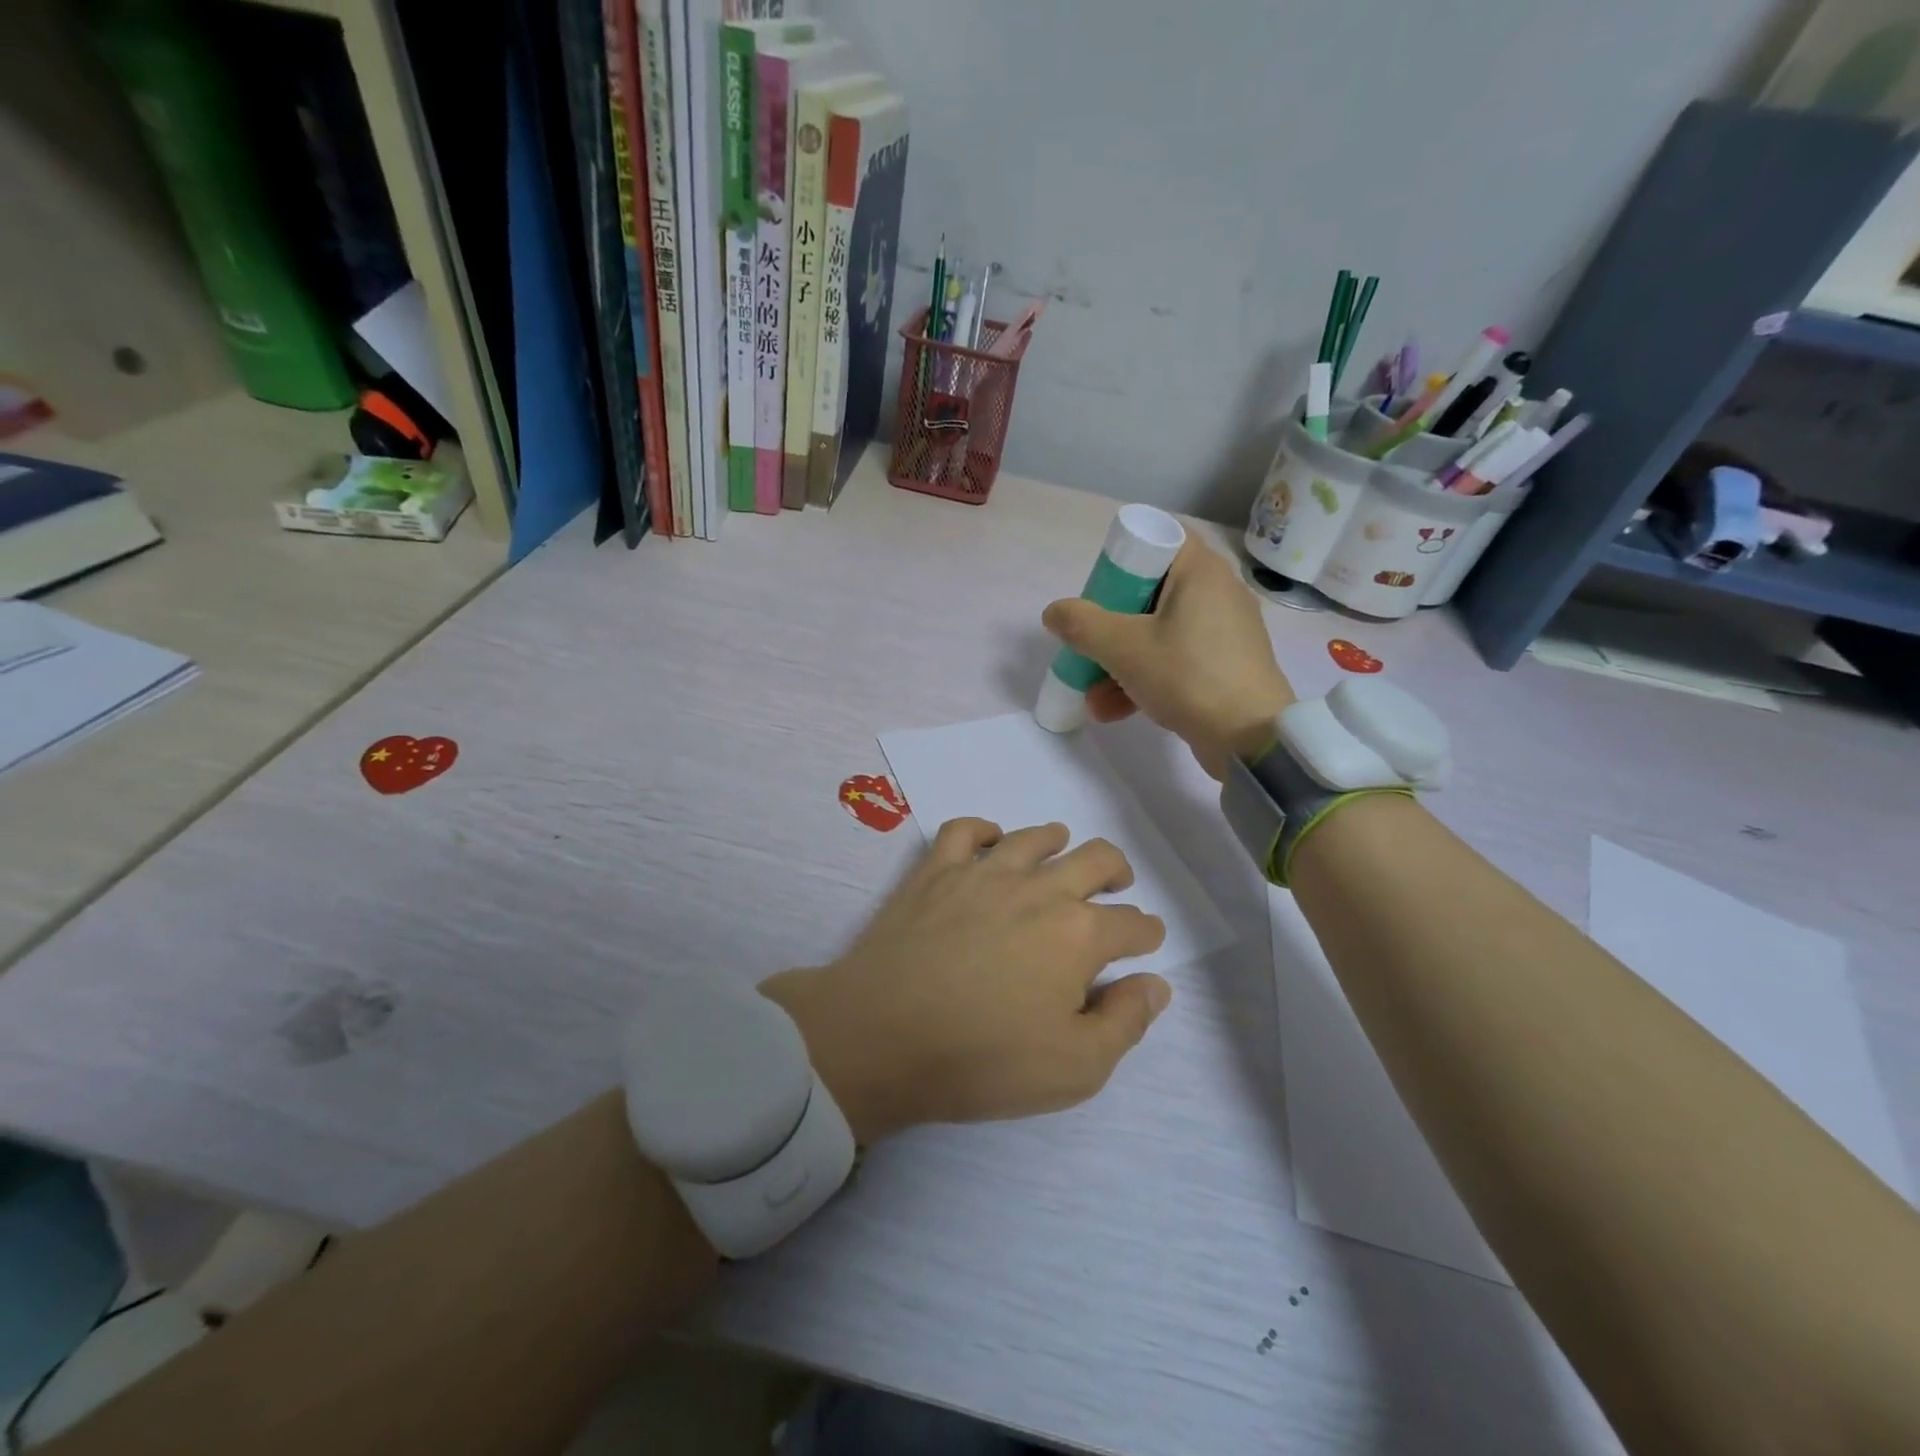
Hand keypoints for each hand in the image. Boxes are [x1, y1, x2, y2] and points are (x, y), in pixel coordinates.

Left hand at [759, 819, 1170, 1143]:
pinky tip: (990, 841)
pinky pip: (965, 829)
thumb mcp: (1075, 1068)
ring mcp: (984, 872)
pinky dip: (984, 830)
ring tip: (1062, 850)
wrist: (882, 1035)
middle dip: (1117, 870)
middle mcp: (1039, 889)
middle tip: (1117, 885)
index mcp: (1079, 934)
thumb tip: (1154, 984)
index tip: (1146, 939)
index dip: (1147, 933)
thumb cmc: (983, 1059)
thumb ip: (1124, 1022)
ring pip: (1034, 837)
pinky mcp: (936, 870)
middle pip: (1095, 859)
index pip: (1132, 924)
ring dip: (1059, 840)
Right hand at [1042, 537, 1294, 778]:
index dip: (1124, 559)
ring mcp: (1224, 632)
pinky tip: (1112, 711)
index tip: (1100, 591)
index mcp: (1201, 571)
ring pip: (1159, 633)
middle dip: (1111, 624)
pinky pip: (1176, 660)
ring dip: (1120, 661)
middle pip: (1152, 592)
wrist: (1250, 738)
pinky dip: (1146, 678)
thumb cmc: (1187, 676)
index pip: (1160, 538)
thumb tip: (1054, 612)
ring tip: (1092, 696)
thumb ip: (1082, 625)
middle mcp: (1218, 593)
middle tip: (1090, 644)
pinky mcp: (1225, 666)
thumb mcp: (1123, 648)